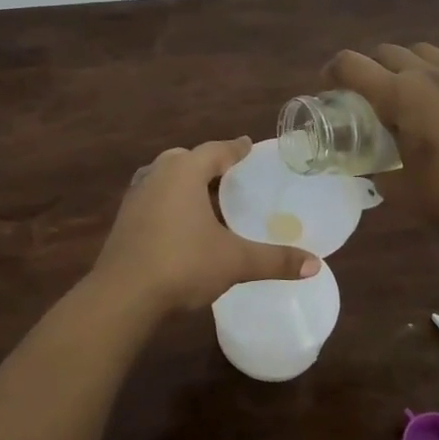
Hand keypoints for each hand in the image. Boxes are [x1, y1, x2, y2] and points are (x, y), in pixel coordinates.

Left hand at [89, 138, 320, 315]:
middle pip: (186, 159)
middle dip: (207, 164)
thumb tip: (315, 264)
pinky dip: (170, 202)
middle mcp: (157, 174)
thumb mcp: (234, 261)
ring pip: (165, 178)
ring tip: (206, 199)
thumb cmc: (183, 264)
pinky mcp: (124, 219)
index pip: (215, 150)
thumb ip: (274, 260)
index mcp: (184, 171)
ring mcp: (136, 195)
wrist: (123, 294)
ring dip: (185, 183)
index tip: (248, 145)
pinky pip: (153, 198)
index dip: (235, 149)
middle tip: (229, 175)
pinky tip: (180, 224)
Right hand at [326, 43, 438, 241]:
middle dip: (367, 68)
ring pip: (421, 51)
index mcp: (400, 96)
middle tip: (364, 97)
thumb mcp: (399, 190)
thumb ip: (377, 170)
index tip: (327, 89)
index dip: (331, 72)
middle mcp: (428, 76)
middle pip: (385, 52)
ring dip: (403, 65)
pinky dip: (437, 72)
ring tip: (404, 92)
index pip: (351, 65)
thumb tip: (372, 165)